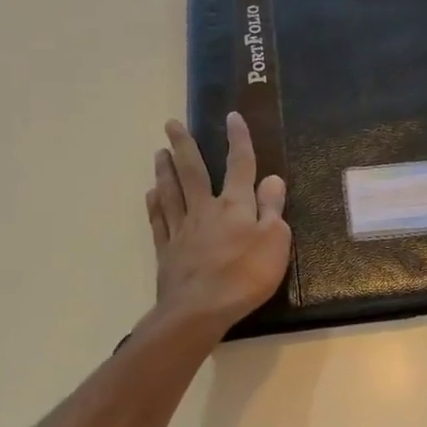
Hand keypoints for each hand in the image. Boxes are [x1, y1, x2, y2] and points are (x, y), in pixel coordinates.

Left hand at [147, 113, 290, 337]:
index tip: (232, 116)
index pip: (239, 165)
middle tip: (171, 124)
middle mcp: (205, 210)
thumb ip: (272, 209)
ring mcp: (182, 229)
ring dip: (164, 169)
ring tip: (158, 151)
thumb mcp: (275, 241)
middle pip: (192, 171)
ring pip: (170, 191)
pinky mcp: (167, 250)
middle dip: (184, 145)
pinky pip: (158, 220)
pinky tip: (151, 194)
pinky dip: (154, 204)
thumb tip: (273, 179)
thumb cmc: (246, 276)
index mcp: (235, 206)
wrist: (200, 310)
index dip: (238, 140)